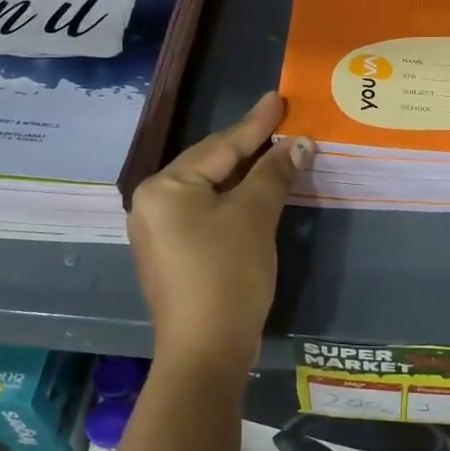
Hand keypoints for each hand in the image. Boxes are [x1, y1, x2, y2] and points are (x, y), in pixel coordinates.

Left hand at [129, 92, 311, 374]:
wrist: (206, 352)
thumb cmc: (226, 275)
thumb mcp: (254, 217)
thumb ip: (273, 173)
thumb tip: (297, 144)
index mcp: (165, 187)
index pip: (220, 146)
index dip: (256, 123)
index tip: (278, 98)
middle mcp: (152, 203)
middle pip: (210, 165)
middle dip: (249, 147)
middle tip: (280, 121)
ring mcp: (159, 231)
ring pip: (209, 190)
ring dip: (244, 174)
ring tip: (274, 150)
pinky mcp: (173, 254)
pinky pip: (206, 213)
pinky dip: (233, 201)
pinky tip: (255, 192)